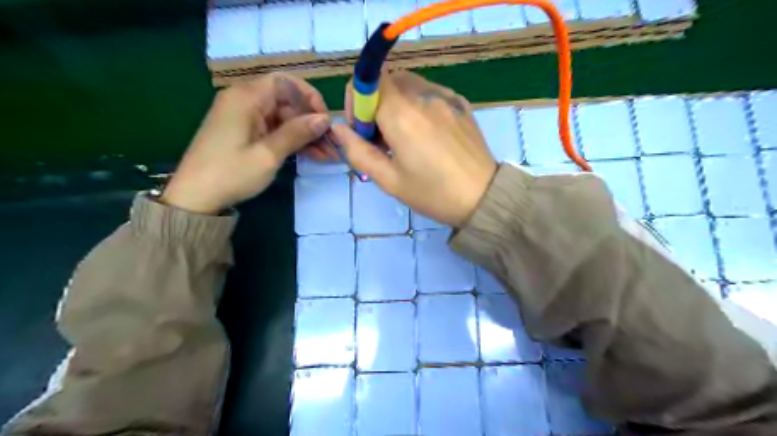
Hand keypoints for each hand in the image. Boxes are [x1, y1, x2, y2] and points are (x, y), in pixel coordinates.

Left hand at [161, 74, 331, 214]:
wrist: (195, 198)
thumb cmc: (231, 174)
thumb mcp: (268, 154)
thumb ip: (297, 133)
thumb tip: (325, 119)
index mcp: (245, 98)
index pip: (285, 82)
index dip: (308, 96)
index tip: (324, 119)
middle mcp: (244, 101)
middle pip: (286, 101)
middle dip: (310, 121)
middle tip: (331, 143)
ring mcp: (244, 118)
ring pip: (283, 117)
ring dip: (304, 134)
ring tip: (326, 154)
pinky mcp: (244, 132)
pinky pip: (274, 129)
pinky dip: (291, 140)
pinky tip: (310, 155)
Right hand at [331, 70, 489, 227]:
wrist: (483, 197)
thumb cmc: (432, 193)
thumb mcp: (389, 180)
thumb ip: (357, 151)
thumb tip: (338, 129)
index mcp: (401, 114)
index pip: (366, 80)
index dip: (357, 102)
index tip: (364, 131)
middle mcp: (423, 95)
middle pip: (386, 81)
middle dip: (376, 105)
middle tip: (383, 139)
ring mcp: (446, 96)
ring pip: (408, 85)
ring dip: (397, 104)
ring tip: (406, 138)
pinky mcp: (461, 103)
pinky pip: (430, 93)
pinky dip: (419, 105)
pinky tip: (428, 134)